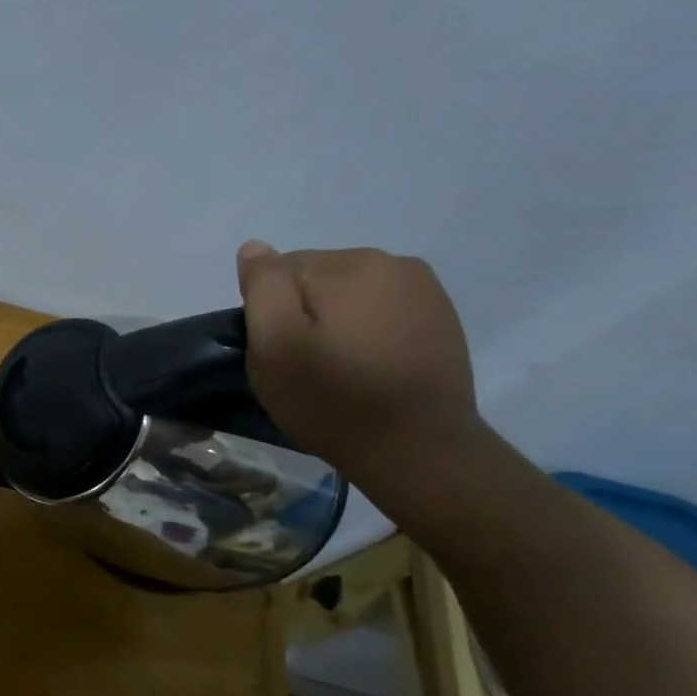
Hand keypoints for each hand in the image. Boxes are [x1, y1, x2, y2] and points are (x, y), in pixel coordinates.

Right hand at [236, 241, 482, 480]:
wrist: (418, 448)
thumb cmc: (333, 398)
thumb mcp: (275, 345)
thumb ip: (262, 288)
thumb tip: (255, 247)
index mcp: (348, 264)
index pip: (281, 270)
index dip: (270, 313)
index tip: (279, 351)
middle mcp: (392, 262)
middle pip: (318, 277)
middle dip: (304, 312)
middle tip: (306, 364)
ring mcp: (424, 289)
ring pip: (351, 294)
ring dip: (337, 321)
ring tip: (339, 368)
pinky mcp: (441, 318)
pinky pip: (383, 311)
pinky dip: (368, 331)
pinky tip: (370, 367)